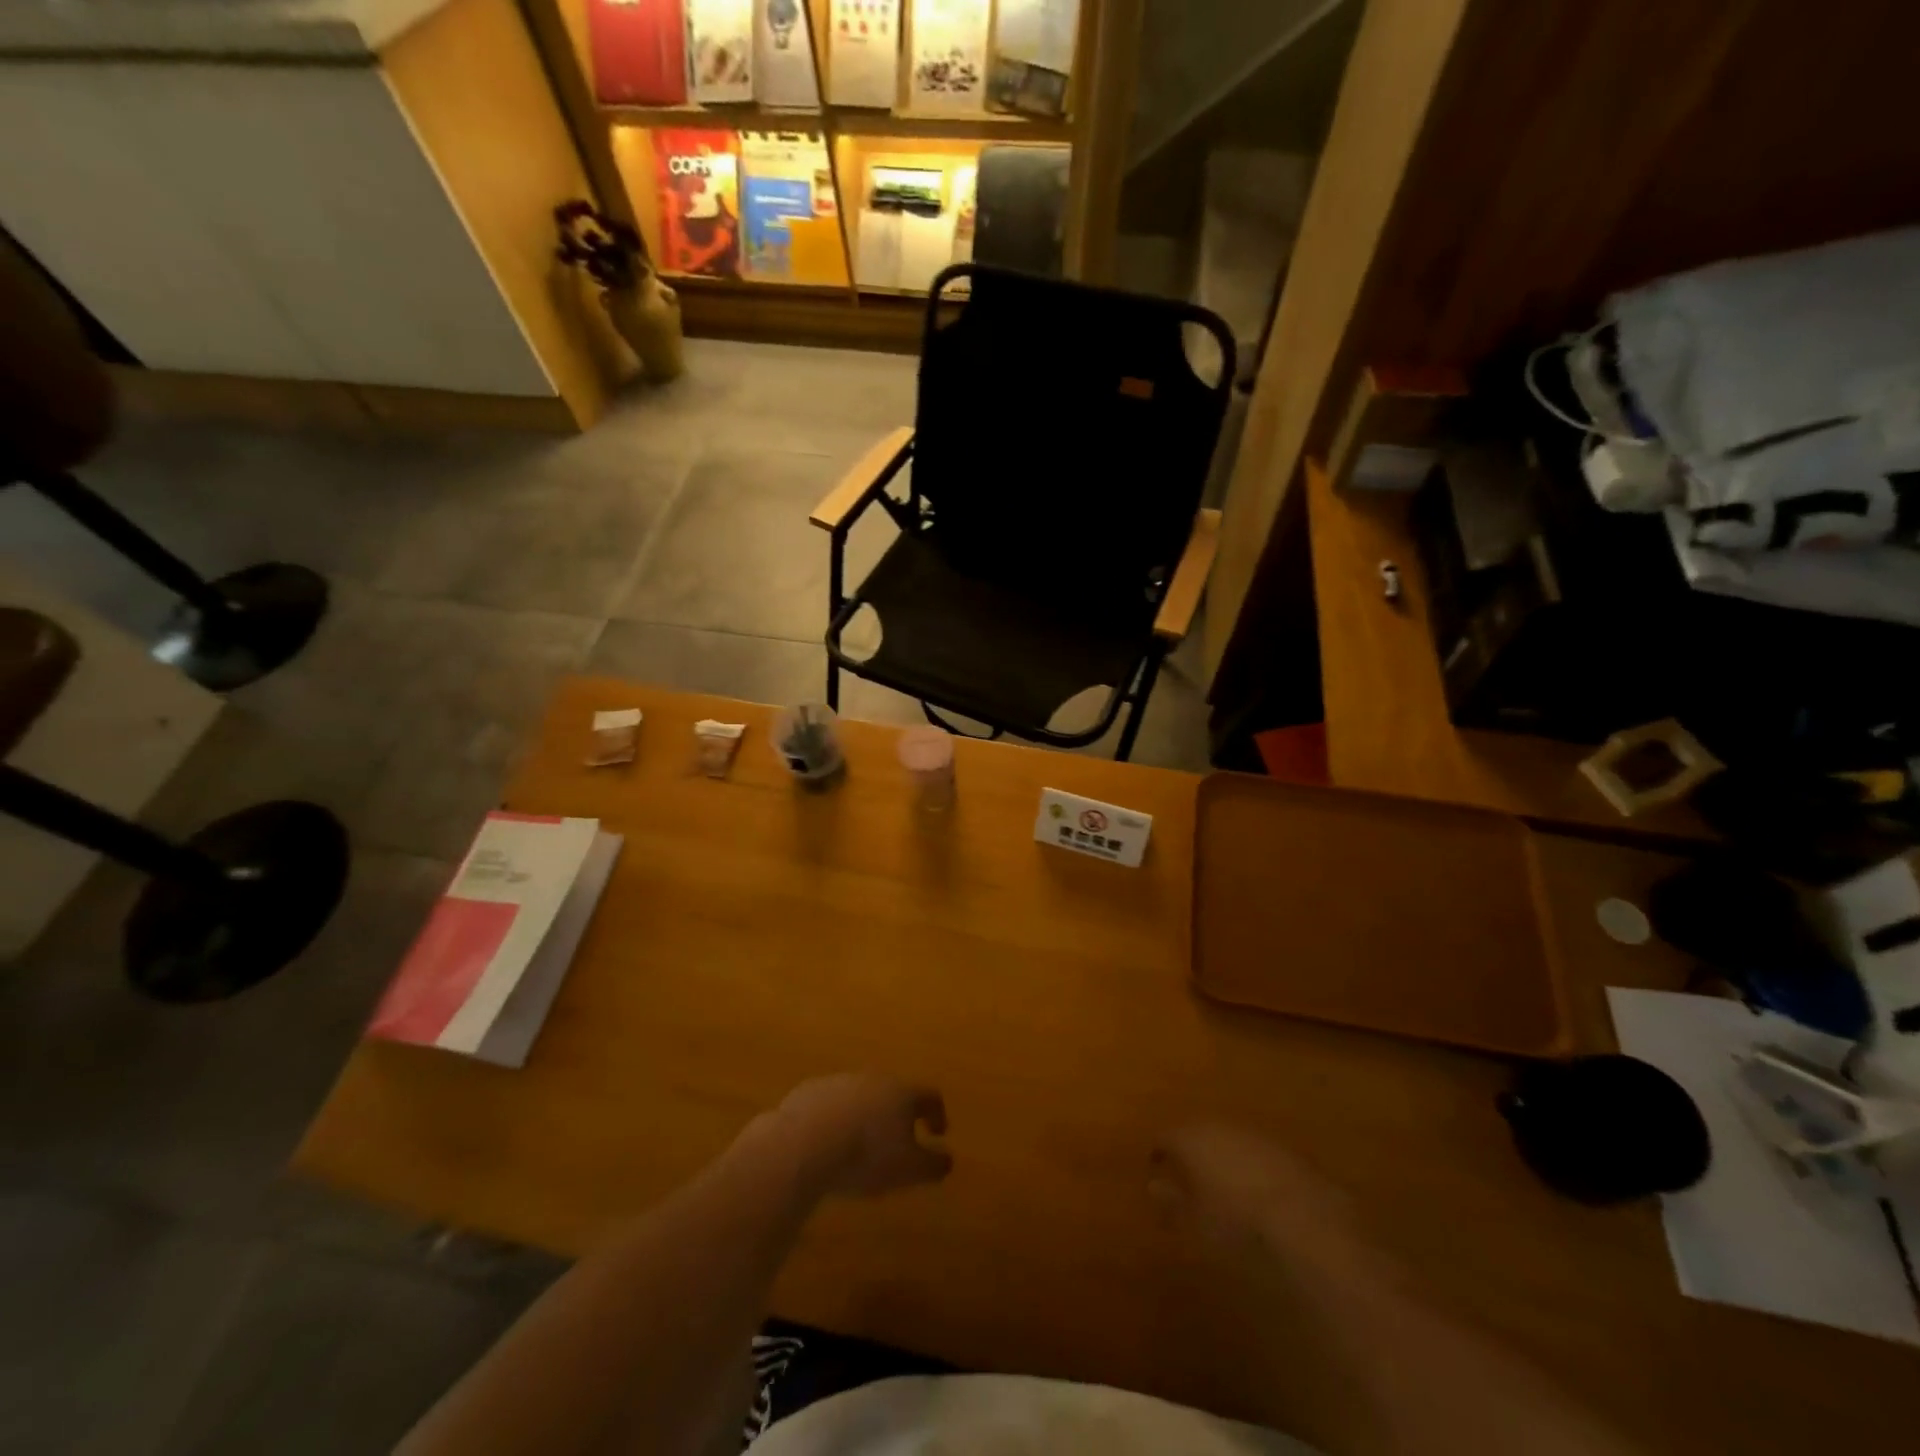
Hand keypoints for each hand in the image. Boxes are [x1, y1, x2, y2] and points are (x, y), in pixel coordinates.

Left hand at [765, 1074, 951, 1198]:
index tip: (938, 1134)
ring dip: (865, 1116)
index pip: (929, 1096)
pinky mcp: (810, 1090)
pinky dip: (835, 1119)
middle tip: (897, 1142)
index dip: (937, 1114)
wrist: (804, 1144)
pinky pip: (830, 1103)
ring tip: (859, 1146)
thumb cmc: (866, 1156)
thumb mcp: (908, 1170)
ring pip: (860, 1096)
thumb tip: (948, 1158)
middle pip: (893, 1092)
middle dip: (898, 1115)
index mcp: (902, 1093)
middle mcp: (874, 1079)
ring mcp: (840, 1082)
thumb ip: (933, 1164)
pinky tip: (828, 1143)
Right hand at [1151, 1124, 1359, 1264]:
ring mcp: (1255, 1136)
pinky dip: (1250, 1168)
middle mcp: (1220, 1127)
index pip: (1165, 1136)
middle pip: (1197, 1133)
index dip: (1158, 1152)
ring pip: (1229, 1141)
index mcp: (1191, 1139)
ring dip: (1222, 1157)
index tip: (1154, 1167)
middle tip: (1187, 1176)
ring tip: (1222, 1185)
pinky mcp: (1285, 1151)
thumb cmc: (1236, 1225)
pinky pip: (1256, 1154)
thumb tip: (1153, 1186)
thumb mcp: (1196, 1223)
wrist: (1306, 1223)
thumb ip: (1172, 1202)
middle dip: (1191, 1151)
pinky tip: (1256, 1192)